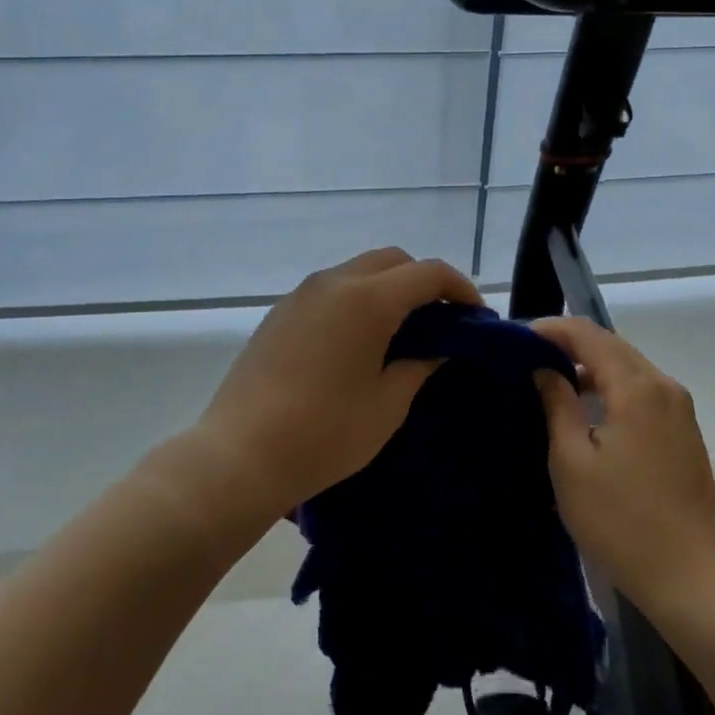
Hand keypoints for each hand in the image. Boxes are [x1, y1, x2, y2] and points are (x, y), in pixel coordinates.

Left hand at [191, 248, 483, 516]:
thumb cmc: (324, 435)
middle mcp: (334, 282)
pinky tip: (358, 340)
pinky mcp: (280, 311)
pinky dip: (357, 298)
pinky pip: (331, 289)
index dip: (460, 289)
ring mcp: (302, 294)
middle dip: (423, 281)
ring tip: (401, 330)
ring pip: (359, 270)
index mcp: (367, 300)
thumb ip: (419, 366)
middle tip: (440, 321)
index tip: (475, 317)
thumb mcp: (387, 405)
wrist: (239, 455)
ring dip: (388, 287)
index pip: (428, 272)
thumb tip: (438, 349)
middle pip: (393, 259)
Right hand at [533, 319, 714, 612]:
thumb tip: (544, 369)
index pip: (588, 334)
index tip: (516, 340)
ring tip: (551, 382)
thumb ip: (557, 404)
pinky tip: (587, 409)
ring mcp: (679, 408)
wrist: (692, 578)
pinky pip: (641, 389)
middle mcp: (663, 385)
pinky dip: (610, 386)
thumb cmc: (621, 521)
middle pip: (611, 345)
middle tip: (528, 358)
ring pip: (627, 366)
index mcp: (636, 386)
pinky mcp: (684, 430)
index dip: (550, 330)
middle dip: (568, 344)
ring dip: (589, 366)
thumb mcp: (572, 461)